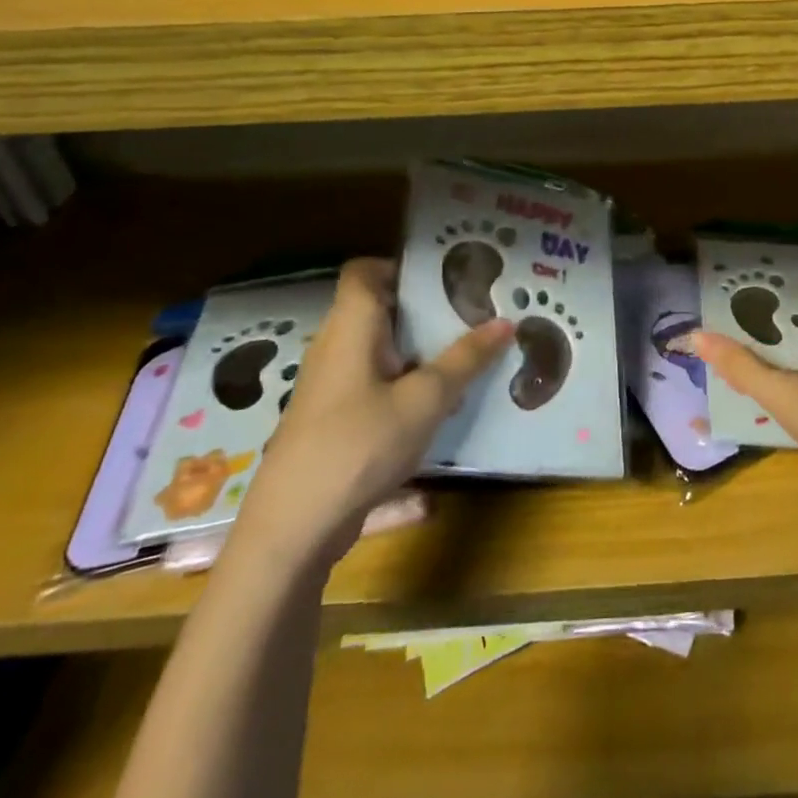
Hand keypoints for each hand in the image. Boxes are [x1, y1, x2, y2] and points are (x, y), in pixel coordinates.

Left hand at [233, 258, 511, 572]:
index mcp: (350, 329)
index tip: (447, 278)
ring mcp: (329, 389)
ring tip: (467, 358)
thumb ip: (465, 359)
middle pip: (378, 312)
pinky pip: (374, 388)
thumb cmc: (358, 446)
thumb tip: (505, 321)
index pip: (364, 271)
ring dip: (419, 353)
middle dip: (425, 312)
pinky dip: (406, 388)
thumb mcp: (425, 401)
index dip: (402, 266)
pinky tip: (440, 411)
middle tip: (473, 314)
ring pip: (379, 353)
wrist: (291, 531)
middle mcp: (334, 349)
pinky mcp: (331, 424)